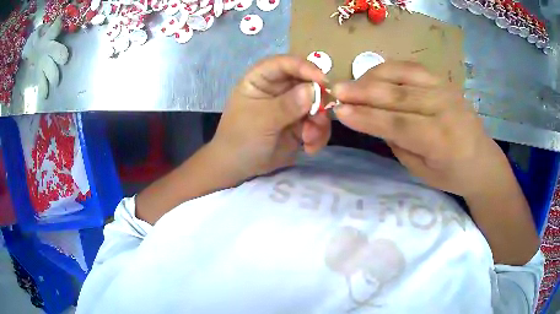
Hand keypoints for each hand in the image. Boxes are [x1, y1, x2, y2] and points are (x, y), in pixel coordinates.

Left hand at [210, 55, 331, 182]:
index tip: (322, 80)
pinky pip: (317, 123)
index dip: (304, 67)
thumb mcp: (261, 120)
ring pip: (317, 104)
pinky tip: (309, 148)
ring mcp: (292, 106)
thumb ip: (287, 105)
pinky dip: (318, 135)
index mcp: (262, 79)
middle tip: (319, 118)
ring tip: (310, 138)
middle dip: (318, 100)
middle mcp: (279, 88)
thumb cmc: (240, 138)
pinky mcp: (300, 124)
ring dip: (319, 122)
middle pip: (307, 82)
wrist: (238, 168)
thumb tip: (315, 90)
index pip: (284, 64)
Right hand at [332, 61, 510, 198]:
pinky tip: (374, 73)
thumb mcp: (422, 171)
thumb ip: (398, 143)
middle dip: (364, 92)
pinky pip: (412, 68)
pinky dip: (390, 68)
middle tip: (336, 90)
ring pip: (403, 76)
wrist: (482, 160)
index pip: (398, 125)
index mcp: (441, 140)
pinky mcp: (445, 81)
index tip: (340, 112)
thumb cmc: (452, 174)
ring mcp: (446, 90)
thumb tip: (371, 119)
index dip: (367, 118)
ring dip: (373, 77)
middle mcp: (444, 109)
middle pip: (398, 96)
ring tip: (352, 82)